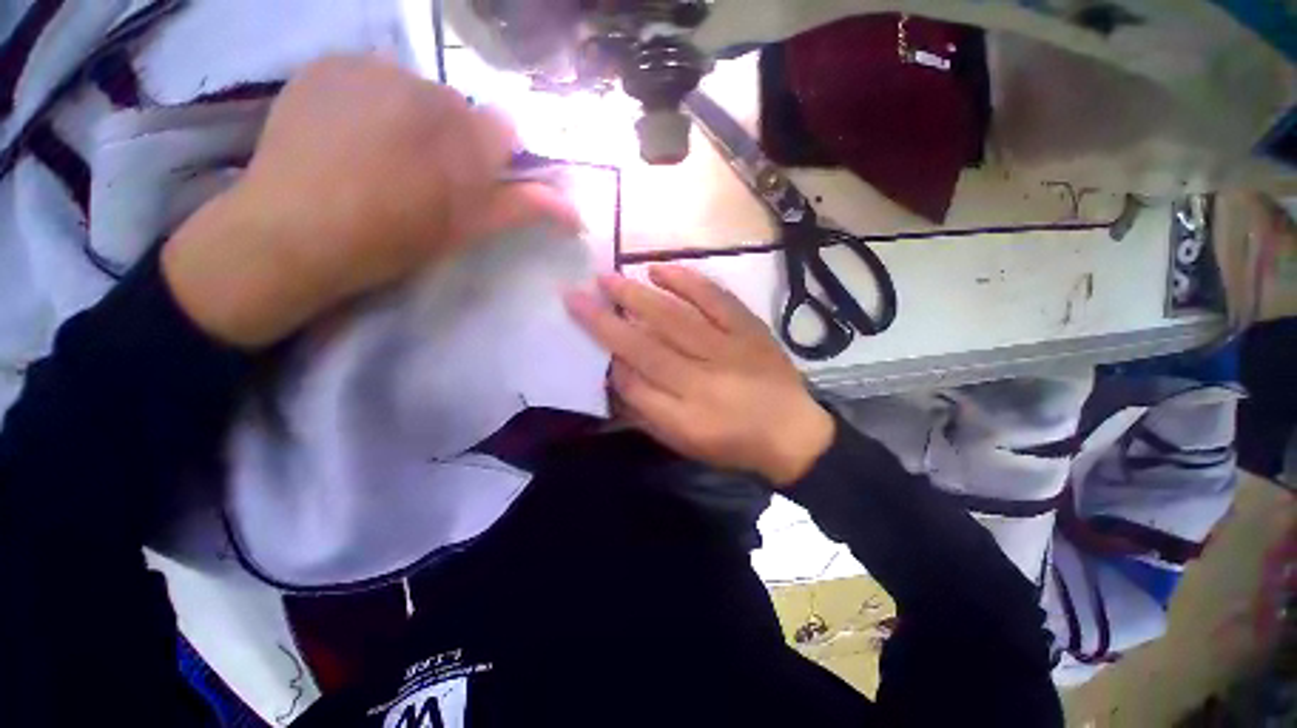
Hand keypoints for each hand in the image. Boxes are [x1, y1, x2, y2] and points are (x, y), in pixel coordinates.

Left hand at [163, 55, 577, 347]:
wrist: (293, 232)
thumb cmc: (393, 240)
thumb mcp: (469, 230)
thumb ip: (523, 209)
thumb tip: (576, 211)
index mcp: (468, 139)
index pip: (504, 131)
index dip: (488, 158)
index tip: (465, 183)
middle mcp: (429, 89)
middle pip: (458, 108)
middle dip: (449, 137)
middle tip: (417, 176)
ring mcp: (373, 69)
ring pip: (414, 89)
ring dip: (409, 116)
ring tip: (377, 155)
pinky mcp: (329, 63)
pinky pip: (368, 74)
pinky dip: (367, 99)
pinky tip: (346, 132)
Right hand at [565, 265, 834, 485]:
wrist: (791, 432)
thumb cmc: (732, 442)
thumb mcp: (684, 441)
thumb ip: (647, 410)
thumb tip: (617, 372)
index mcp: (685, 417)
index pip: (632, 382)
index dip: (605, 354)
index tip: (583, 327)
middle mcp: (702, 381)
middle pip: (646, 346)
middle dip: (606, 320)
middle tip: (578, 293)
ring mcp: (728, 350)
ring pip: (675, 318)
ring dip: (637, 296)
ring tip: (608, 278)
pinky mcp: (749, 329)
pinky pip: (715, 299)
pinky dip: (687, 281)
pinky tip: (659, 269)